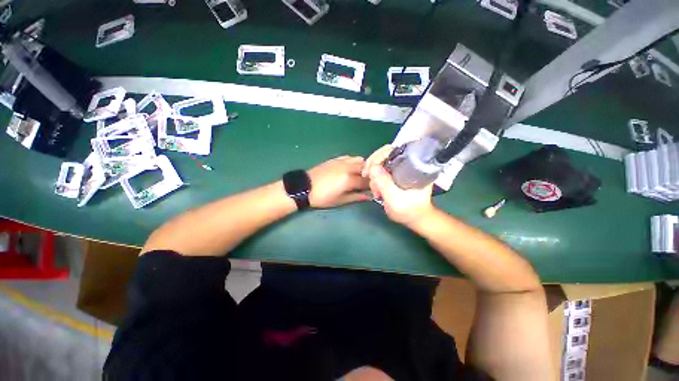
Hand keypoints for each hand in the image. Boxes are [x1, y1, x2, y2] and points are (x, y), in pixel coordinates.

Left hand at [308, 156, 370, 208]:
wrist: (304, 187)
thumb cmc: (322, 197)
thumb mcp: (340, 200)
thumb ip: (356, 197)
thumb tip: (368, 197)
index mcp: (349, 179)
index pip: (367, 181)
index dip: (372, 186)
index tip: (374, 190)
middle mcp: (348, 167)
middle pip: (366, 168)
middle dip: (369, 175)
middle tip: (367, 183)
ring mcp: (342, 161)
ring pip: (359, 160)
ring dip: (363, 167)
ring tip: (360, 175)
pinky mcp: (336, 159)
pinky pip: (350, 157)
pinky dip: (355, 162)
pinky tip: (351, 168)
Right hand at [363, 145, 434, 224]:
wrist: (416, 218)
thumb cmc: (408, 209)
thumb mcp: (394, 197)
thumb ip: (383, 182)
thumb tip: (372, 167)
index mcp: (411, 165)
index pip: (391, 150)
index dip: (376, 157)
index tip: (368, 171)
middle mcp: (407, 163)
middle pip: (384, 155)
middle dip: (372, 167)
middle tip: (366, 177)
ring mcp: (401, 169)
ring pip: (381, 164)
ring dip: (374, 177)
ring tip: (376, 192)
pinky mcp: (397, 175)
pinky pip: (382, 171)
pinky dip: (376, 179)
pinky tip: (376, 189)